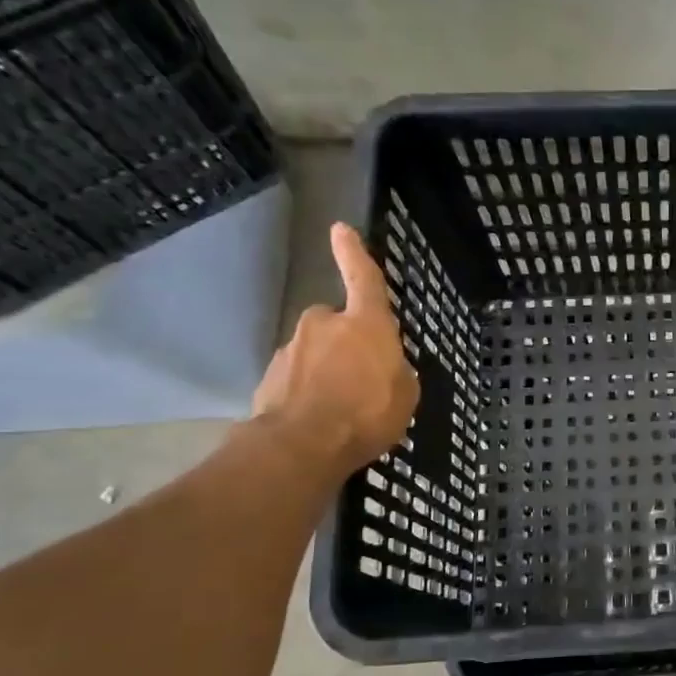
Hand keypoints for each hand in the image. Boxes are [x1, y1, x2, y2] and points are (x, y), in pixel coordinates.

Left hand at [252, 223, 419, 474]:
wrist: (301, 446)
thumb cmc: (367, 413)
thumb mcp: (405, 394)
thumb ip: (395, 371)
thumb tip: (384, 367)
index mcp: (365, 324)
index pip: (363, 279)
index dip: (354, 254)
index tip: (340, 228)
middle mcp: (324, 326)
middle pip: (336, 323)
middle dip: (346, 341)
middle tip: (362, 375)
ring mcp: (292, 350)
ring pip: (315, 352)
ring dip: (327, 370)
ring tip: (342, 407)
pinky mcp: (270, 377)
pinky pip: (298, 378)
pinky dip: (308, 391)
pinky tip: (319, 419)